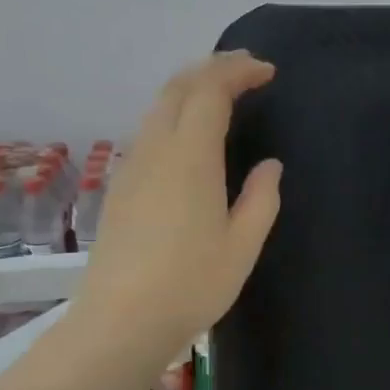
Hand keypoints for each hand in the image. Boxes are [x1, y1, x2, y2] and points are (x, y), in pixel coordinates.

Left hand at [74, 51, 281, 359]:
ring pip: (158, 107)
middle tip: (246, 70)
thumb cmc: (191, 283)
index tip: (267, 72)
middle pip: (178, 87)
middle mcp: (156, 150)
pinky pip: (149, 131)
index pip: (211, 92)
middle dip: (212, 69)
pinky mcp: (120, 186)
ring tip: (221, 95)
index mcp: (190, 157)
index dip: (238, 72)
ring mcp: (132, 167)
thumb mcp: (243, 245)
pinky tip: (189, 136)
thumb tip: (269, 166)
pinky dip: (174, 113)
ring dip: (191, 89)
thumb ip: (261, 198)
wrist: (120, 321)